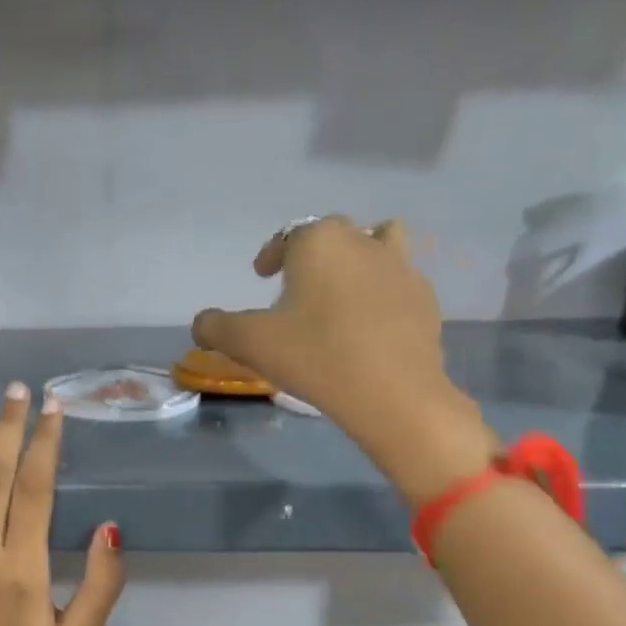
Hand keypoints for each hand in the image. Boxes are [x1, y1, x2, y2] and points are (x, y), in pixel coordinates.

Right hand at [192, 216, 497, 504]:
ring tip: (344, 288)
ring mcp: (400, 267)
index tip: (262, 275)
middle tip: (297, 285)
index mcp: (318, 242)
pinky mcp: (424, 298)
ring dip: (359, 256)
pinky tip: (371, 323)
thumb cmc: (315, 356)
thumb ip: (216, 328)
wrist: (392, 392)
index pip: (288, 235)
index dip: (271, 254)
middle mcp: (362, 240)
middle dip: (312, 253)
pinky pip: (398, 282)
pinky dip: (382, 292)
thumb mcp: (250, 344)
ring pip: (379, 242)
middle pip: (333, 233)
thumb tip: (201, 323)